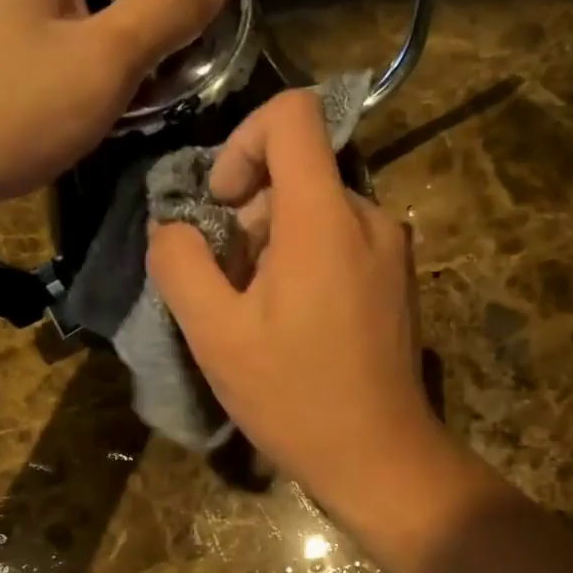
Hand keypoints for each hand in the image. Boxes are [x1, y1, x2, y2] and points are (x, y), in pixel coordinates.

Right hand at [147, 90, 446, 510]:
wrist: (380, 457)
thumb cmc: (294, 397)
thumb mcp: (215, 334)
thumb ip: (181, 263)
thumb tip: (173, 226)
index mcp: (324, 218)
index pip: (292, 115)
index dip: (243, 141)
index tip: (224, 204)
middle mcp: (369, 217)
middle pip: (298, 172)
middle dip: (250, 216)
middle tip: (231, 285)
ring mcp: (392, 249)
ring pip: (317, 210)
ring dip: (275, 245)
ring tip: (260, 313)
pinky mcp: (399, 278)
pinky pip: (342, 241)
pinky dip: (307, 261)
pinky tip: (295, 324)